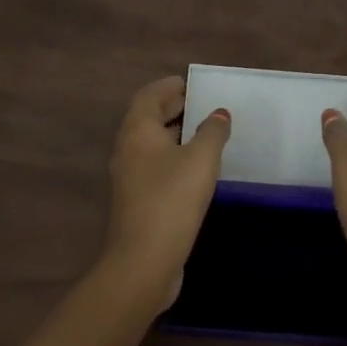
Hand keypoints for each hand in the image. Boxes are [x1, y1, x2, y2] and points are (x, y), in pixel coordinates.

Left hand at [105, 76, 231, 303]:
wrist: (143, 261)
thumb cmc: (172, 200)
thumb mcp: (201, 159)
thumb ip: (212, 131)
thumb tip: (219, 113)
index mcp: (138, 131)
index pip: (149, 95)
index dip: (170, 86)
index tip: (194, 84)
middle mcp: (128, 149)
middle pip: (148, 118)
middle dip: (174, 108)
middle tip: (204, 104)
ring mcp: (129, 177)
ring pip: (152, 144)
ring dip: (176, 134)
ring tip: (206, 132)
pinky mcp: (137, 201)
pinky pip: (155, 166)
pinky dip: (174, 157)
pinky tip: (197, 168)